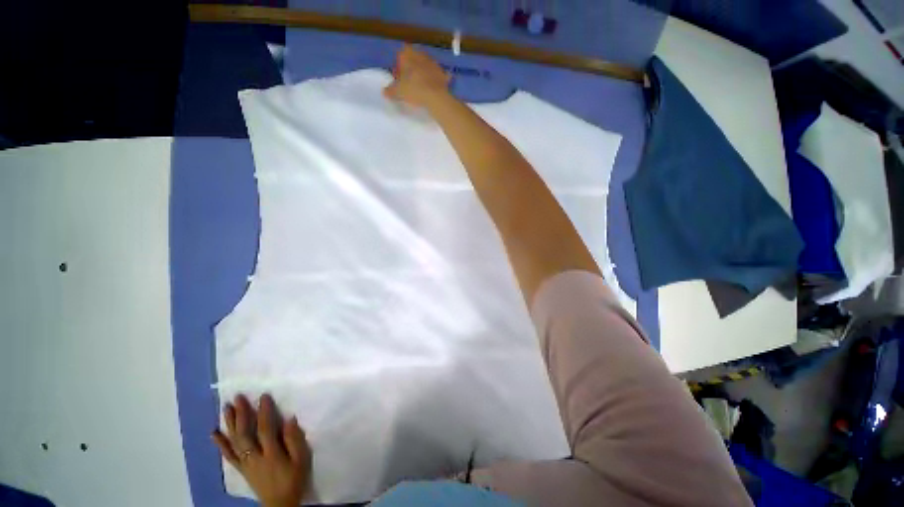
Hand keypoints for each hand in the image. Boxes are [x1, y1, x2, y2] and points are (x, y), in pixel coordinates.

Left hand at [212, 394, 311, 506]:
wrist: (280, 504)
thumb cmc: (294, 479)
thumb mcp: (301, 460)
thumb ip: (295, 440)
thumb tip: (289, 419)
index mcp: (271, 454)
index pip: (265, 429)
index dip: (263, 412)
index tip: (263, 396)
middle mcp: (255, 457)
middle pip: (244, 434)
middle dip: (240, 415)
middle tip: (237, 398)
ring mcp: (246, 464)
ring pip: (234, 442)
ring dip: (229, 425)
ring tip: (225, 408)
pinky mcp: (242, 469)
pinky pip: (229, 456)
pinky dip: (221, 444)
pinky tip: (215, 433)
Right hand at [383, 44, 450, 108]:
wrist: (435, 97)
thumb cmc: (413, 89)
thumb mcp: (398, 91)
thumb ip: (390, 90)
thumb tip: (384, 92)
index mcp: (408, 54)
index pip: (401, 54)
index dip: (399, 65)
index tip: (398, 76)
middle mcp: (421, 55)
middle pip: (414, 59)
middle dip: (412, 67)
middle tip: (409, 81)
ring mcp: (433, 63)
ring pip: (426, 65)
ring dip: (423, 72)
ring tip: (421, 86)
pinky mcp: (443, 74)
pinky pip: (438, 75)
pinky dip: (437, 79)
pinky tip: (434, 87)